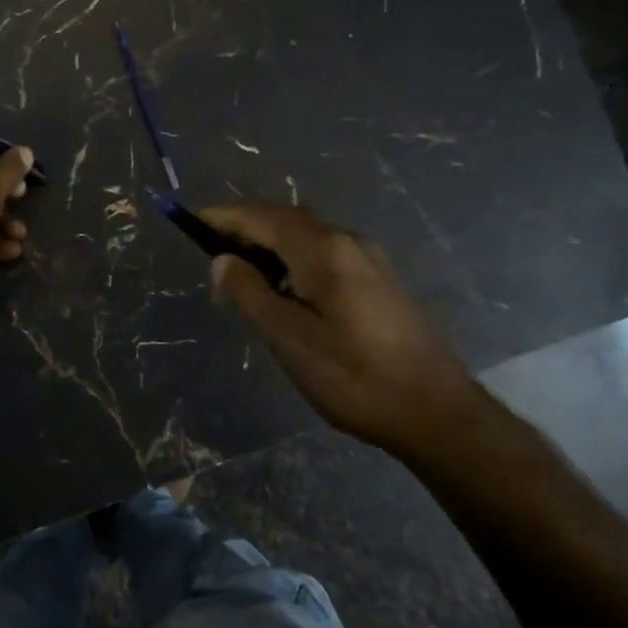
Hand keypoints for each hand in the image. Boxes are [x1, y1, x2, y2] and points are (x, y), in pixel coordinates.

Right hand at [201, 204, 477, 456]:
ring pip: (307, 238)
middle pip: (285, 220)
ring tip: (242, 278)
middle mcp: (348, 241)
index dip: (224, 217)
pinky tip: (286, 292)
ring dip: (271, 247)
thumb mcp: (290, 339)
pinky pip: (325, 254)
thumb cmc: (355, 377)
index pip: (262, 217)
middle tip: (213, 259)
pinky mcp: (380, 279)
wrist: (436, 411)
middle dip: (246, 230)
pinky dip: (295, 260)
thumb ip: (251, 293)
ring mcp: (369, 258)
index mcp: (324, 250)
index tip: (191, 221)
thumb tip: (222, 260)